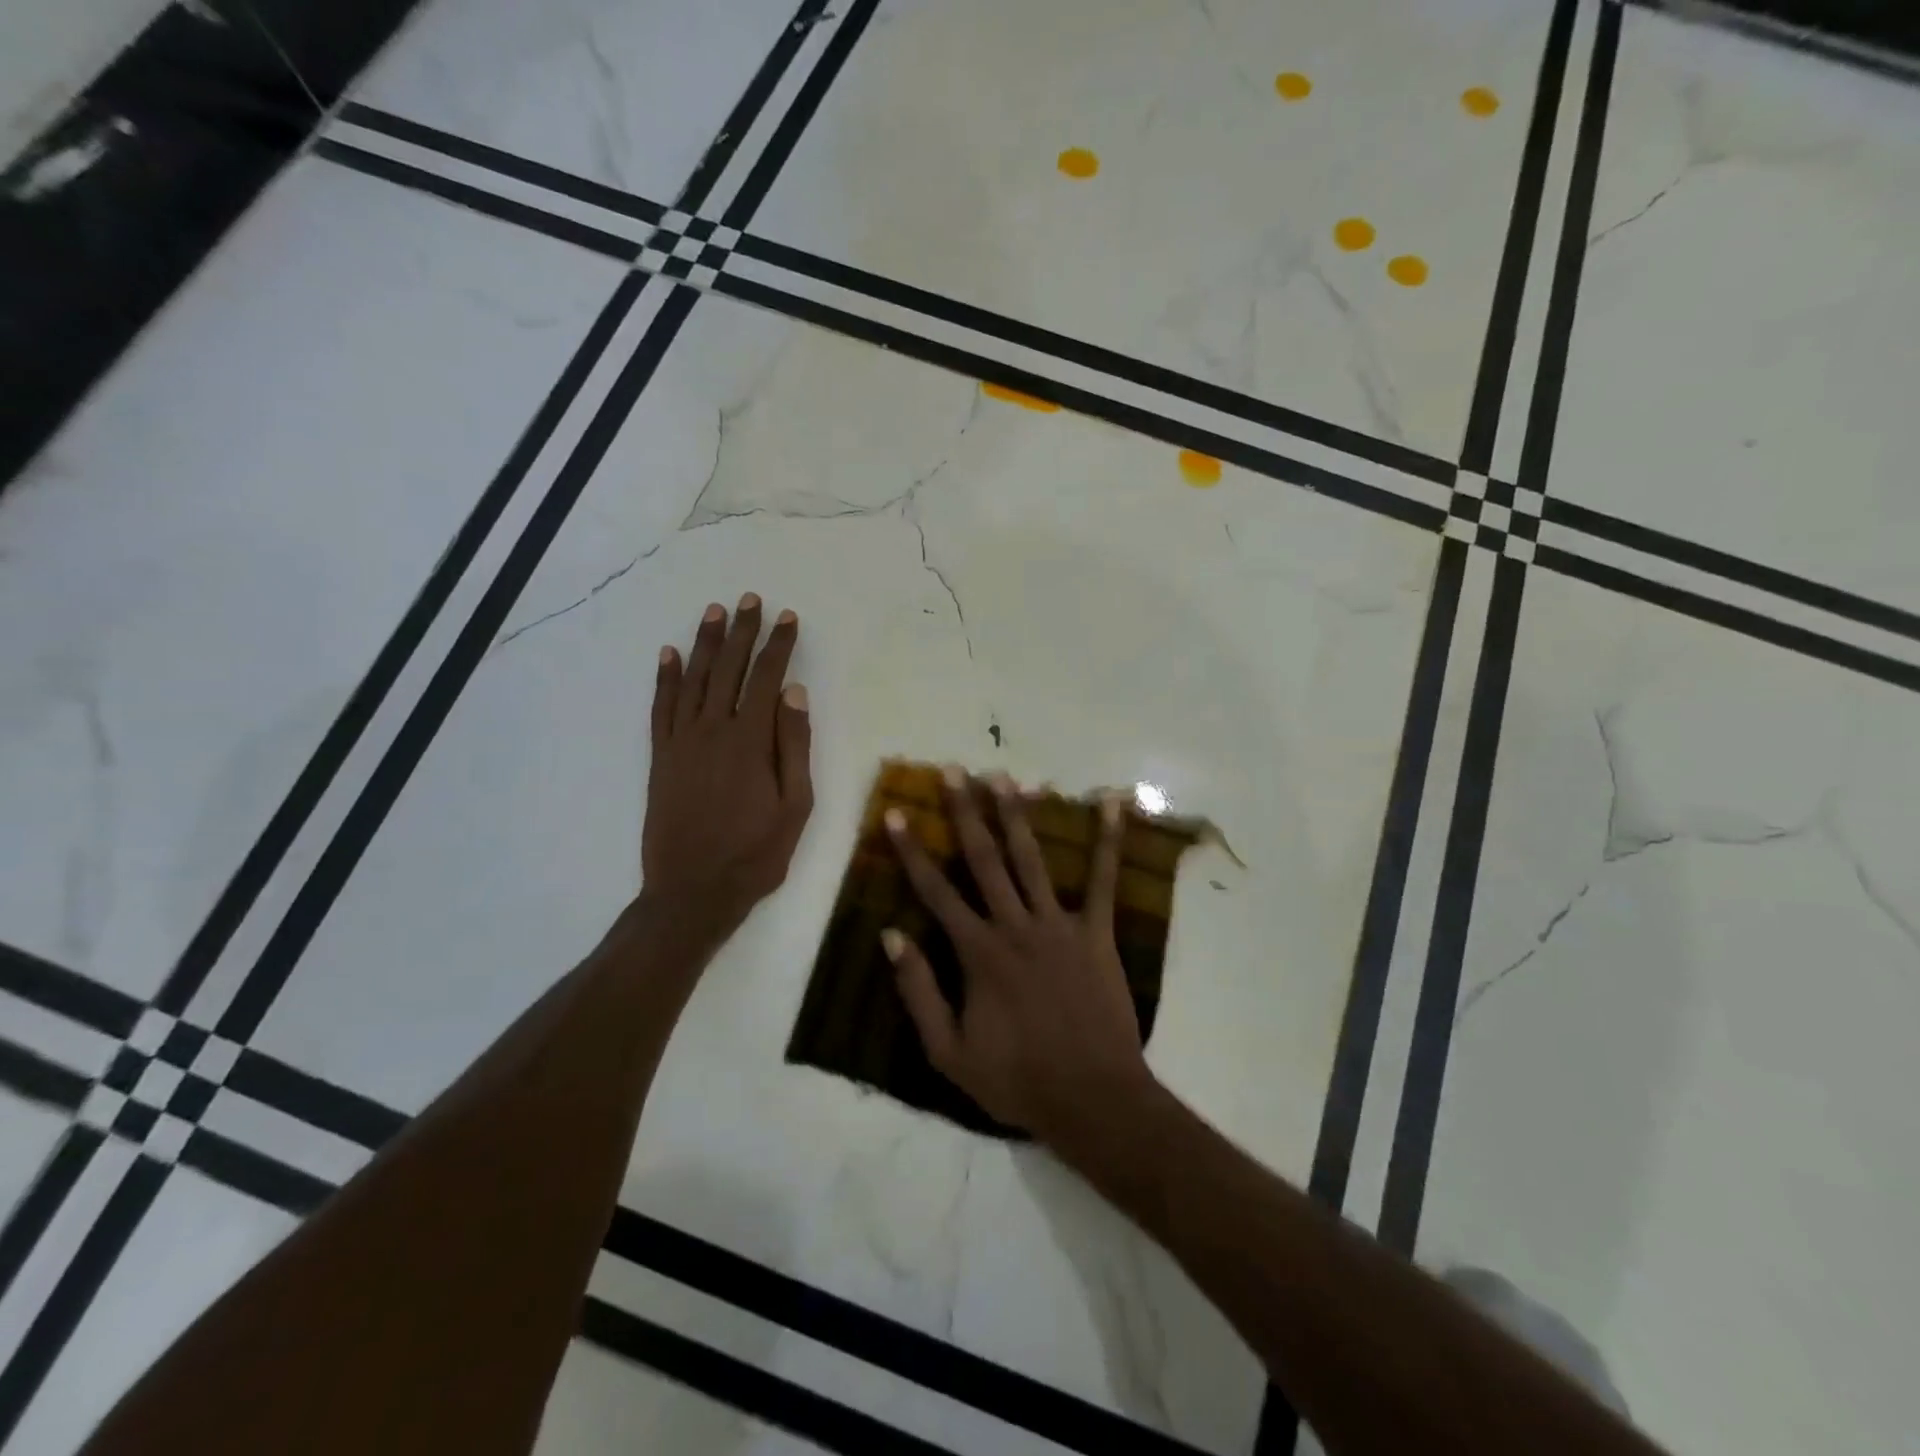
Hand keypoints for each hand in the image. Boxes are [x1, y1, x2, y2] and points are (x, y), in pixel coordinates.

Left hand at [641, 594, 812, 943]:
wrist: (693, 891)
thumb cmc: (755, 854)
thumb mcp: (795, 806)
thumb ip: (794, 746)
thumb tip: (794, 693)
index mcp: (751, 741)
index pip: (767, 679)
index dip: (779, 646)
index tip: (788, 617)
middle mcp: (712, 730)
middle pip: (728, 669)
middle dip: (742, 632)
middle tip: (749, 600)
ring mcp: (681, 742)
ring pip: (693, 680)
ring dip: (704, 644)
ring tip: (714, 612)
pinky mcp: (661, 757)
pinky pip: (661, 708)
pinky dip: (664, 678)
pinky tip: (668, 654)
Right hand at [883, 768, 1154, 1143]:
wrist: (1092, 1098)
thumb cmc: (1017, 1079)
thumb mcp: (948, 1052)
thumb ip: (918, 991)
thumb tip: (891, 935)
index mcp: (978, 952)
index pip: (935, 891)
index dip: (912, 851)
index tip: (897, 814)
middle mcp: (1015, 925)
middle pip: (983, 859)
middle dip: (965, 812)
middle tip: (952, 771)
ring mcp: (1059, 924)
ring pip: (1032, 859)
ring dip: (1016, 815)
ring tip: (1004, 776)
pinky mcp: (1097, 932)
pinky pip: (1105, 879)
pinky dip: (1108, 840)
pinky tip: (1112, 803)